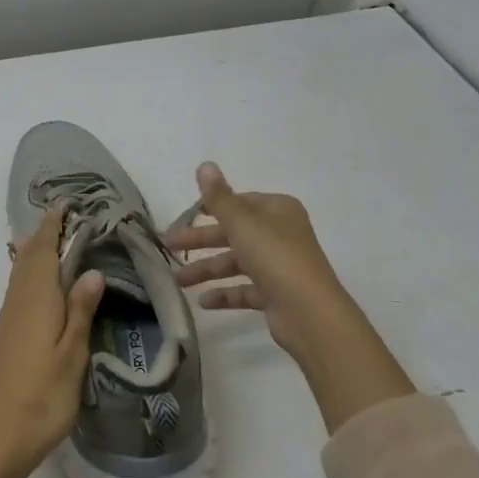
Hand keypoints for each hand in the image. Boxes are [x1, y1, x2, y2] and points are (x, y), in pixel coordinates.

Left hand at [0, 206, 105, 477]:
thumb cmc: (43, 397)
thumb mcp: (72, 355)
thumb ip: (80, 310)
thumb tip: (90, 270)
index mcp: (36, 302)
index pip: (43, 253)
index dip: (52, 227)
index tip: (63, 205)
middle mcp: (17, 304)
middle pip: (27, 259)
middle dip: (43, 235)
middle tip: (63, 218)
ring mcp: (6, 322)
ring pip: (19, 275)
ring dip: (34, 253)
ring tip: (52, 241)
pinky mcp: (3, 339)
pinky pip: (17, 292)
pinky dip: (28, 275)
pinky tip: (37, 286)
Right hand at [167, 163, 413, 431]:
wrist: (309, 313)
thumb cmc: (275, 256)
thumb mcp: (242, 222)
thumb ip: (218, 197)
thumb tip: (204, 164)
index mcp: (277, 210)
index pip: (240, 202)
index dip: (212, 207)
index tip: (185, 215)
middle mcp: (280, 234)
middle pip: (233, 233)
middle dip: (201, 240)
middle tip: (168, 246)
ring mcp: (279, 266)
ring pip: (236, 262)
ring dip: (207, 269)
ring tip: (178, 281)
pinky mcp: (276, 294)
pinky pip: (244, 290)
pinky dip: (224, 294)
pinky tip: (203, 302)